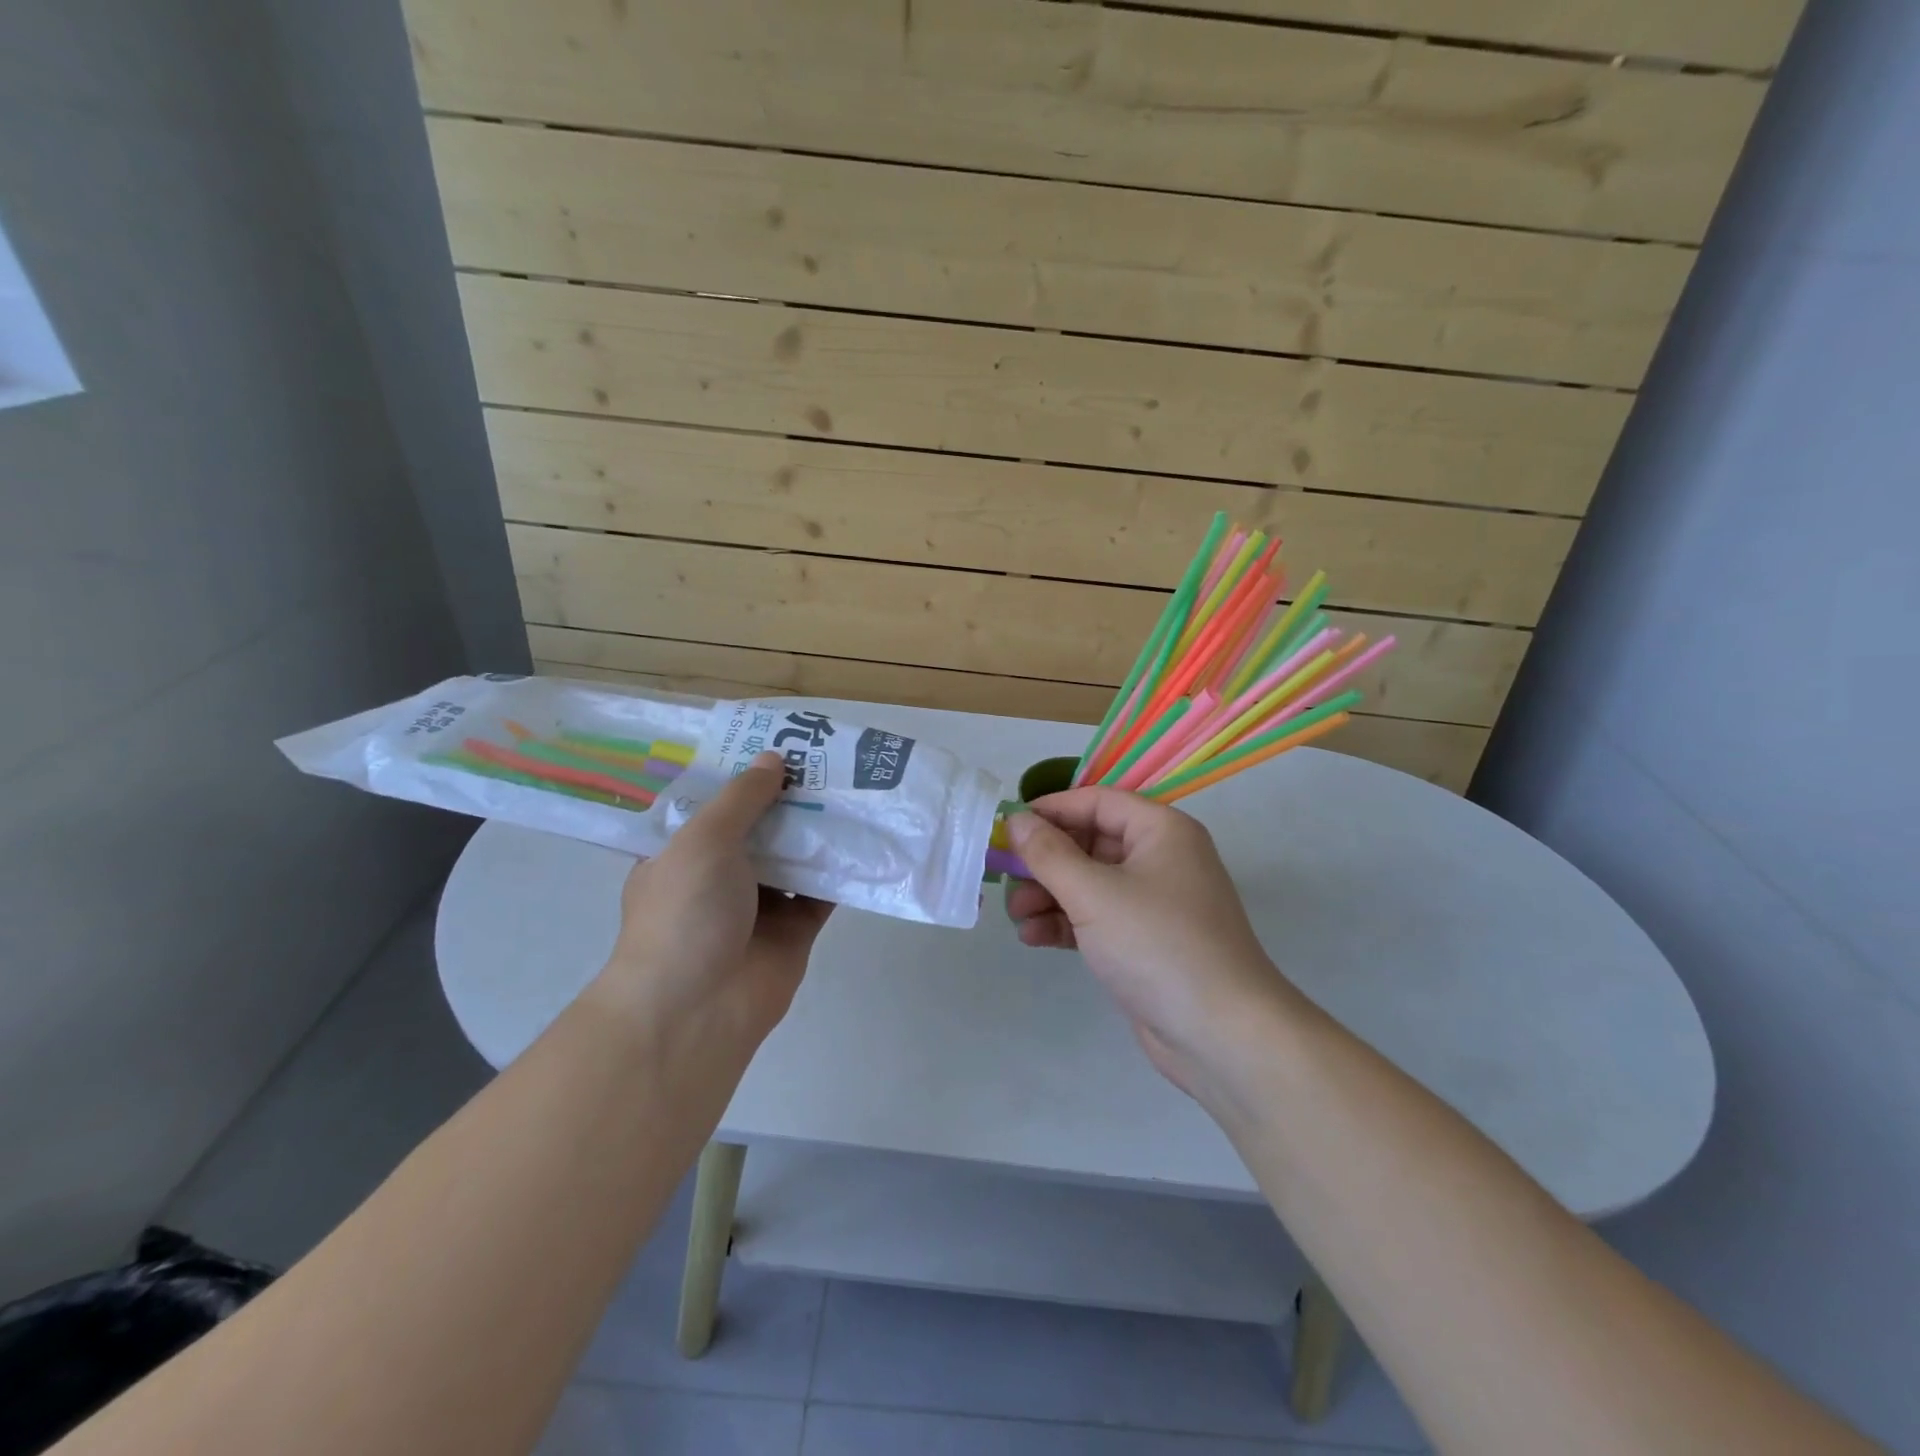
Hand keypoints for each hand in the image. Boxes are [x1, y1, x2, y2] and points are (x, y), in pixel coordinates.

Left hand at [592, 752, 832, 1050]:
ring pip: (795, 857)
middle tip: (828, 759)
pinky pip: (821, 892)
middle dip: (789, 798)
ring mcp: (758, 905)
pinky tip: (867, 837)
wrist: (698, 1009)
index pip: (714, 804)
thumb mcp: (703, 840)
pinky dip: (841, 869)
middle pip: (760, 827)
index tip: (777, 742)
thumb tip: (773, 759)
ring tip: (854, 788)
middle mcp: (719, 876)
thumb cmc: (685, 914)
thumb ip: (741, 798)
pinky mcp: (794, 931)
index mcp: (683, 853)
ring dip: (819, 830)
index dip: (742, 774)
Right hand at [1006, 788, 1302, 1101]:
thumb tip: (1017, 820)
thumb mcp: (1093, 893)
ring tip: (1016, 915)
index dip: (1051, 810)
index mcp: (1161, 831)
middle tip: (1005, 876)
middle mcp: (1161, 859)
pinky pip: (1098, 918)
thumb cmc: (1157, 944)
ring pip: (1090, 884)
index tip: (1009, 826)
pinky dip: (1067, 923)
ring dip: (1050, 895)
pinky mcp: (1145, 942)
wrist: (1221, 1034)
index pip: (1097, 802)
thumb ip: (1048, 853)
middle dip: (1045, 861)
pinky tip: (1035, 938)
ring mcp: (1155, 903)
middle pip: (1090, 843)